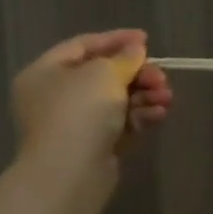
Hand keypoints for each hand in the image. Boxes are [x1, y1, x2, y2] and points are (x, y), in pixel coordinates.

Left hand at [11, 30, 172, 170]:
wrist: (70, 174)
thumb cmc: (79, 111)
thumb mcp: (104, 73)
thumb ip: (124, 58)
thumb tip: (135, 50)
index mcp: (45, 72)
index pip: (83, 46)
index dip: (116, 40)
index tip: (146, 39)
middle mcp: (54, 97)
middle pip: (103, 75)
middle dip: (137, 74)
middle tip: (161, 77)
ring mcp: (73, 125)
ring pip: (115, 102)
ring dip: (144, 95)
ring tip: (167, 98)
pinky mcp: (92, 148)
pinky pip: (119, 125)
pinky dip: (139, 117)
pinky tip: (159, 114)